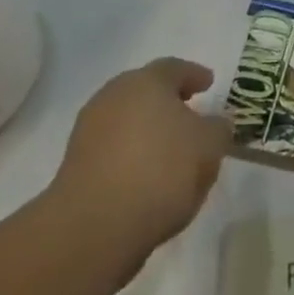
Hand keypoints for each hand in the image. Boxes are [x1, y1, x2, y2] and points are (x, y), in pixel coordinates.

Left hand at [49, 57, 230, 278]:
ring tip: (169, 151)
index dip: (194, 75)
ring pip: (127, 120)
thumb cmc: (161, 171)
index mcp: (147, 81)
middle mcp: (114, 95)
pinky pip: (113, 149)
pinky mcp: (75, 165)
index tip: (208, 83)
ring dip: (147, 130)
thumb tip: (215, 123)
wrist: (95, 226)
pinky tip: (146, 176)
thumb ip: (218, 128)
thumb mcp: (209, 147)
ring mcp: (89, 130)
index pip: (174, 68)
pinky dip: (130, 155)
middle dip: (168, 101)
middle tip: (189, 113)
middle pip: (145, 91)